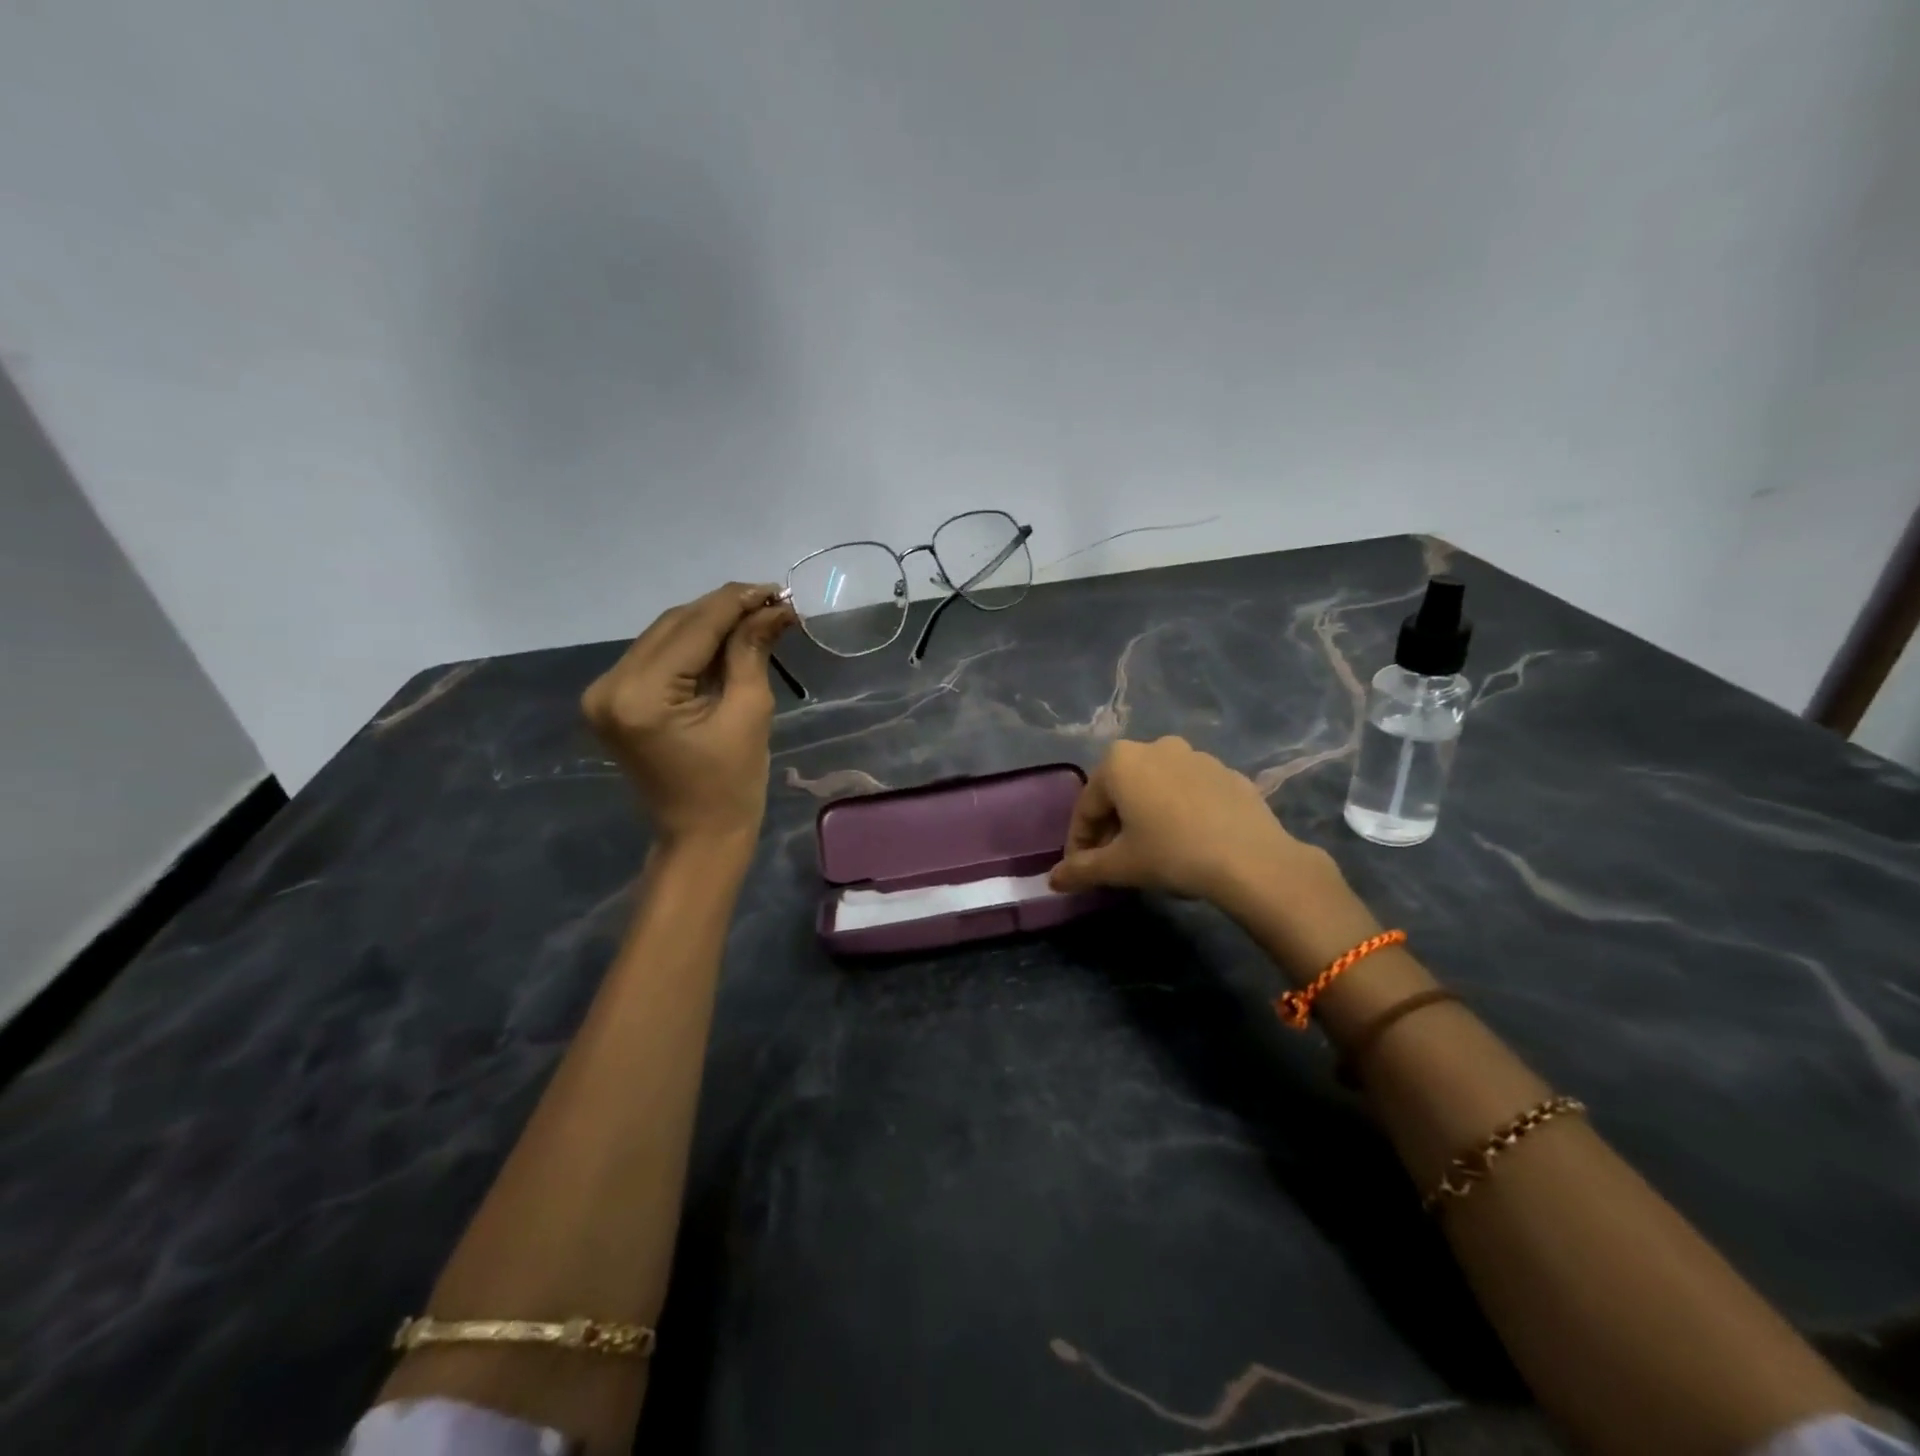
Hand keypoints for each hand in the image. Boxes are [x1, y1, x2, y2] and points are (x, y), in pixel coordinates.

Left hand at [582, 583, 795, 850]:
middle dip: (723, 609)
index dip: (737, 603)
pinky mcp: (611, 700)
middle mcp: (609, 686)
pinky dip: (691, 645)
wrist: (699, 836)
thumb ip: (751, 651)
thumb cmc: (732, 785)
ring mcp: (603, 693)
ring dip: (708, 624)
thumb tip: (773, 608)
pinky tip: (724, 639)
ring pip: (663, 636)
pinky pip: (656, 657)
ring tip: (754, 617)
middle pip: (673, 625)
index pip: (693, 628)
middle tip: (770, 602)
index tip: (775, 589)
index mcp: (640, 695)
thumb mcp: (748, 712)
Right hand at [1048, 737, 1351, 927]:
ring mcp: (1195, 756)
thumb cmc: (1172, 854)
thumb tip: (1053, 880)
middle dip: (1111, 827)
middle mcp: (1155, 747)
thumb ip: (1081, 870)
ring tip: (1152, 852)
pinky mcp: (1227, 773)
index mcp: (1120, 762)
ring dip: (1145, 816)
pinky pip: (1189, 793)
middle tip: (1114, 862)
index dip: (1079, 842)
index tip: (1081, 870)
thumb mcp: (1120, 866)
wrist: (1252, 860)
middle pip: (1120, 792)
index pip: (1086, 807)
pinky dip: (1179, 812)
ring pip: (1155, 789)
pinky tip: (1188, 841)